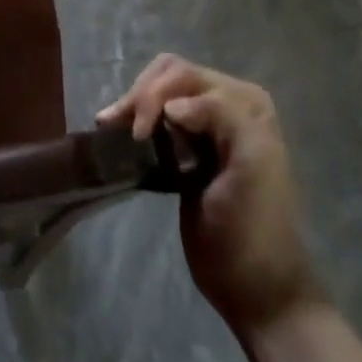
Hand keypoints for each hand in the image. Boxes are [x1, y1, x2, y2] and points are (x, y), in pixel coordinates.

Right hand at [99, 54, 319, 331]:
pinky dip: (133, 117)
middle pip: (169, 76)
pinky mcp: (185, 149)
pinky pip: (155, 117)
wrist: (253, 286)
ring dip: (132, 103)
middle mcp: (227, 104)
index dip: (156, 96)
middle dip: (141, 95)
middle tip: (119, 128)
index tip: (139, 134)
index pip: (186, 75)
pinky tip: (114, 130)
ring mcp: (205, 127)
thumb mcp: (252, 165)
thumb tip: (170, 107)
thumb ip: (222, 116)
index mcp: (246, 102)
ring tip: (108, 125)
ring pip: (158, 92)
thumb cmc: (253, 226)